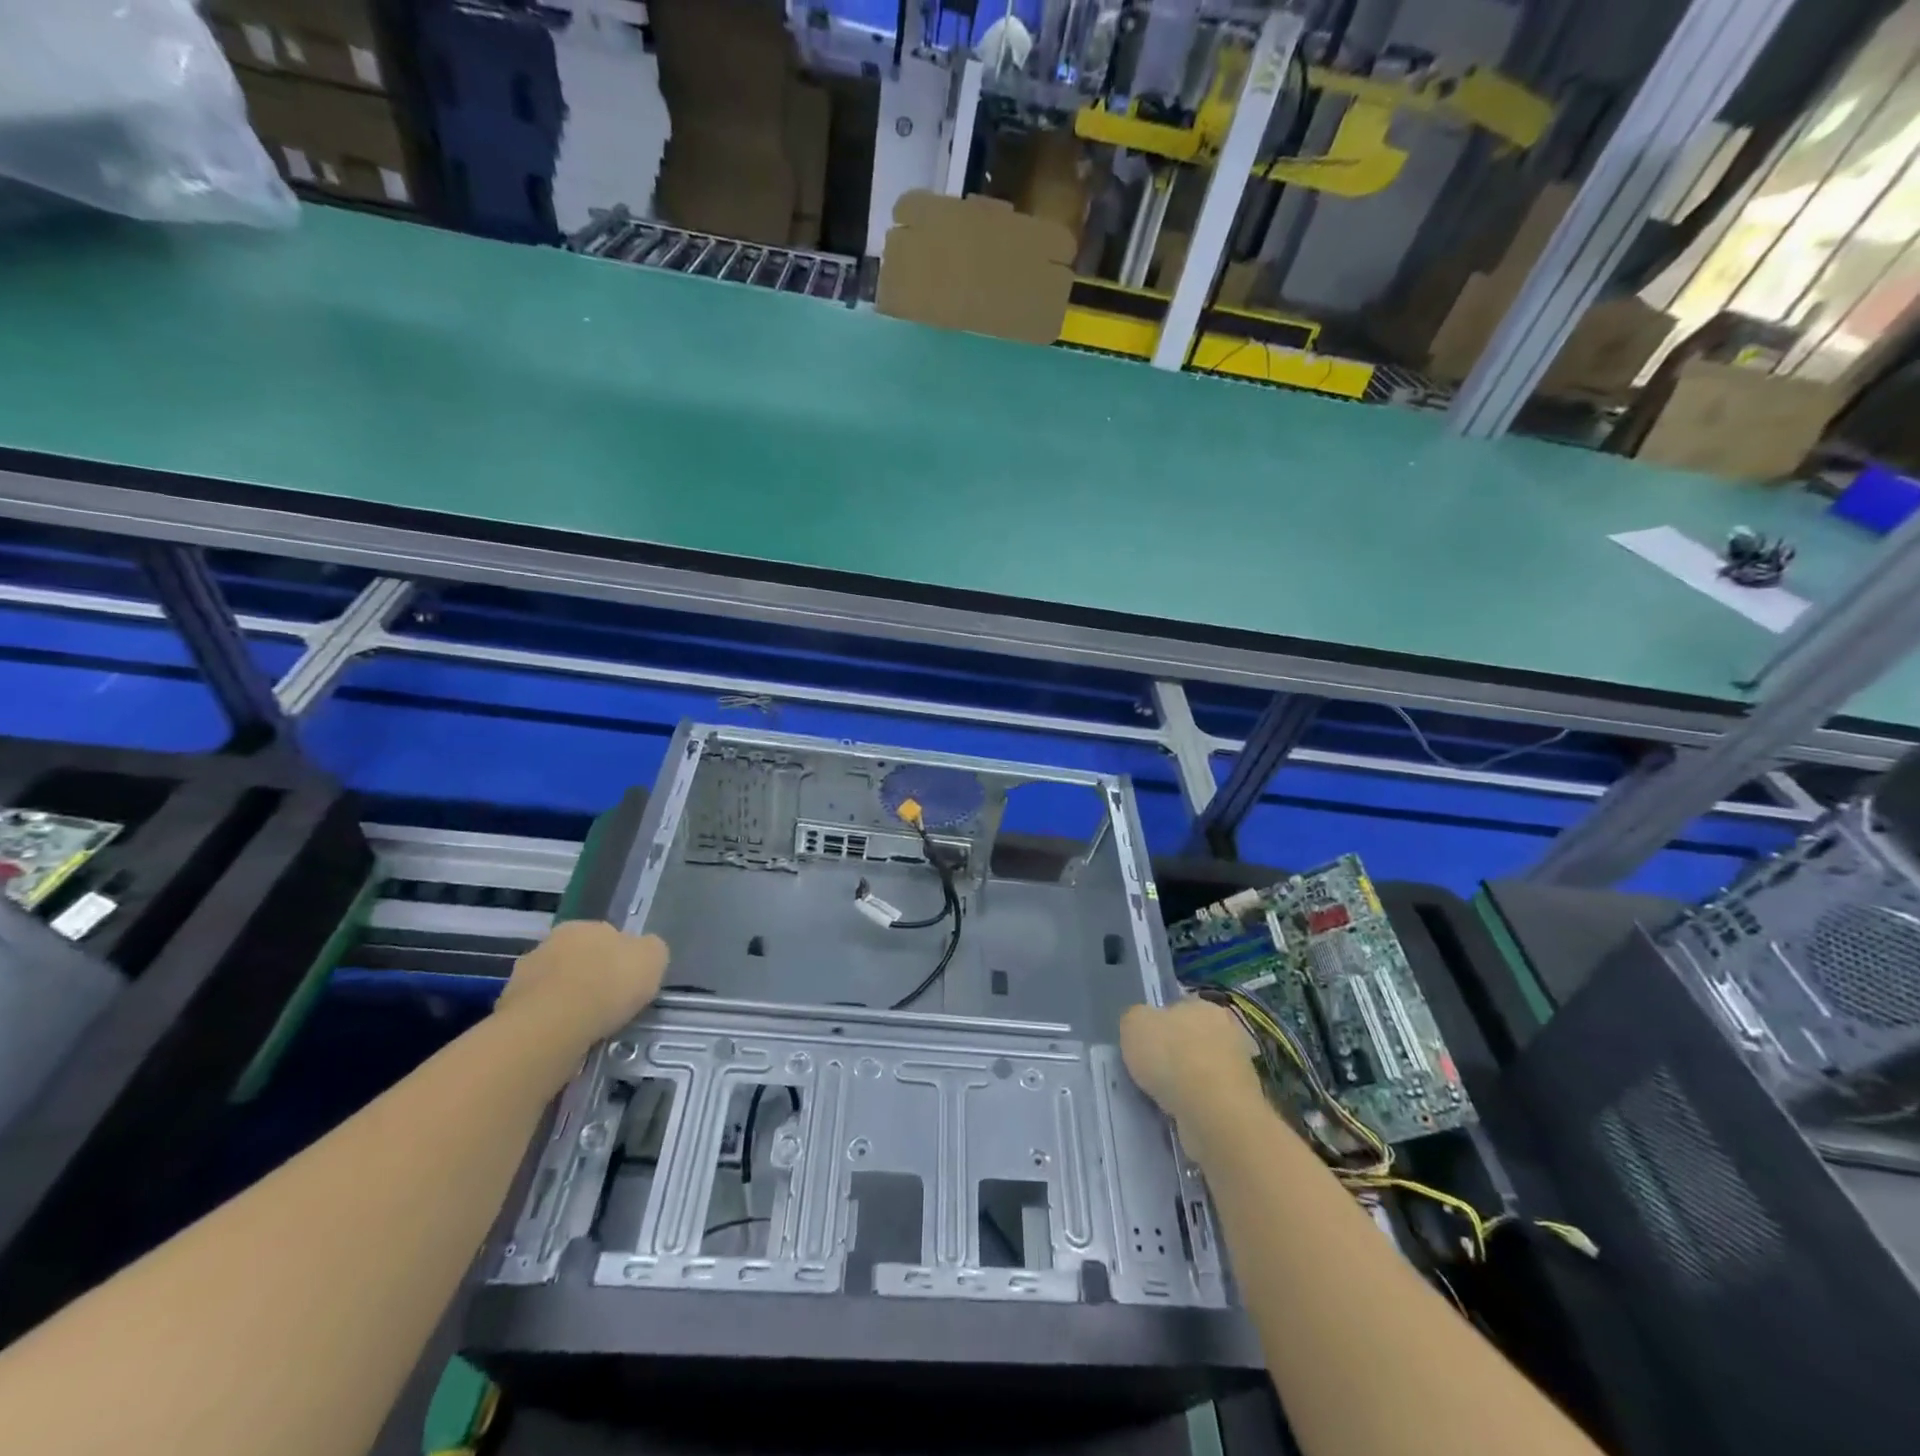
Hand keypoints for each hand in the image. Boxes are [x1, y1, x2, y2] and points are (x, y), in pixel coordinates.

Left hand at [497, 921, 667, 1044]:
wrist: (553, 1026)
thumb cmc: (609, 983)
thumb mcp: (654, 958)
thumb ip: (649, 951)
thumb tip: (643, 953)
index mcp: (582, 926)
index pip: (606, 936)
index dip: (619, 958)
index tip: (629, 982)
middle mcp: (547, 944)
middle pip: (576, 960)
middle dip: (589, 977)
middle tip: (608, 1004)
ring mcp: (521, 977)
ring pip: (553, 987)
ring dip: (566, 1001)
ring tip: (585, 1027)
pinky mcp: (504, 1011)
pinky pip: (537, 1015)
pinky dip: (550, 1024)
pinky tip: (564, 1039)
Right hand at [1120, 997, 1261, 1128]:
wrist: (1213, 1113)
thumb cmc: (1171, 1057)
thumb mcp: (1134, 1024)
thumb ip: (1136, 1019)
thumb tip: (1144, 1026)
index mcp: (1204, 1005)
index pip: (1179, 1007)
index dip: (1159, 1023)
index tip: (1145, 1043)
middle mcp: (1228, 1031)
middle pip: (1194, 1038)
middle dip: (1177, 1053)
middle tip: (1152, 1070)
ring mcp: (1240, 1069)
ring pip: (1204, 1070)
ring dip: (1188, 1082)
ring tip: (1163, 1098)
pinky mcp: (1243, 1103)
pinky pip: (1211, 1098)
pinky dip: (1198, 1105)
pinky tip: (1181, 1114)